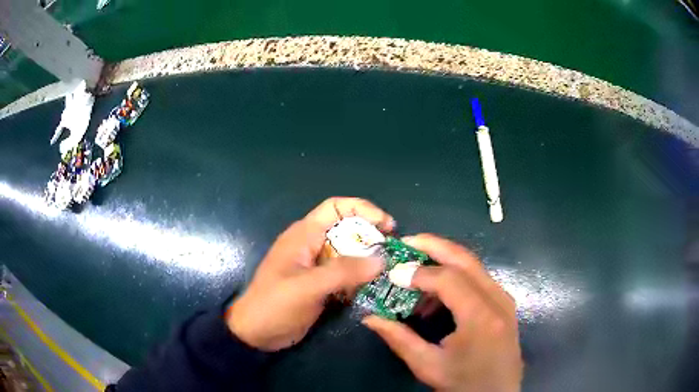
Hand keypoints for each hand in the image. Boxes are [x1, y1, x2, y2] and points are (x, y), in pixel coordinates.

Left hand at [227, 197, 394, 350]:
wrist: (257, 333)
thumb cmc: (275, 305)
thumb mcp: (307, 287)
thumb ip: (343, 272)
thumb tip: (381, 260)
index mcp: (305, 235)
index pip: (336, 208)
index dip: (363, 209)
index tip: (387, 226)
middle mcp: (313, 245)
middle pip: (348, 230)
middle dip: (372, 238)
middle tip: (394, 253)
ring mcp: (318, 266)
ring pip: (350, 253)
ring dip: (369, 260)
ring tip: (390, 272)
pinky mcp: (322, 284)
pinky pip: (347, 274)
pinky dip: (361, 278)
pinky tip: (375, 287)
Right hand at [363, 234, 522, 391]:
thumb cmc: (464, 383)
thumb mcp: (428, 365)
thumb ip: (399, 339)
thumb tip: (370, 317)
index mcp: (481, 317)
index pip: (449, 279)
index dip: (418, 272)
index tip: (393, 273)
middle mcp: (498, 299)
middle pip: (465, 259)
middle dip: (433, 246)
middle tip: (405, 242)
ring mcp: (503, 298)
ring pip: (472, 264)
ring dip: (443, 260)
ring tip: (416, 271)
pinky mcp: (503, 302)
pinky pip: (477, 277)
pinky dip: (455, 275)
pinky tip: (436, 292)